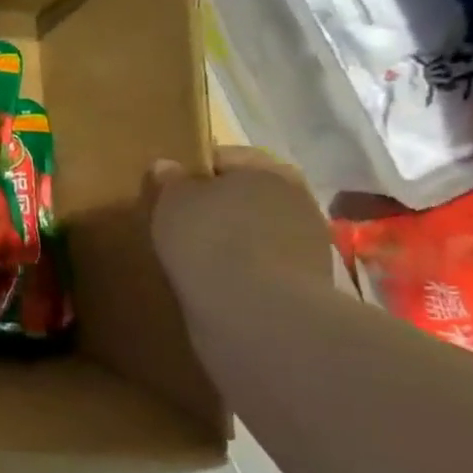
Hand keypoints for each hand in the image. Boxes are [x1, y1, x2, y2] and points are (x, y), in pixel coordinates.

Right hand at [145, 146, 334, 293]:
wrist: (257, 315)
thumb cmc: (210, 240)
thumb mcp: (172, 201)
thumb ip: (169, 180)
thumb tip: (166, 166)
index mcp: (268, 169)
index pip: (224, 157)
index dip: (192, 171)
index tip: (166, 192)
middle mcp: (296, 199)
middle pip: (244, 195)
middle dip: (216, 207)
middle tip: (177, 224)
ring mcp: (306, 244)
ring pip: (254, 231)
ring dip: (230, 241)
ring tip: (194, 257)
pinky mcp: (305, 285)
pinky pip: (261, 265)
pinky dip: (241, 270)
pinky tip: (215, 282)